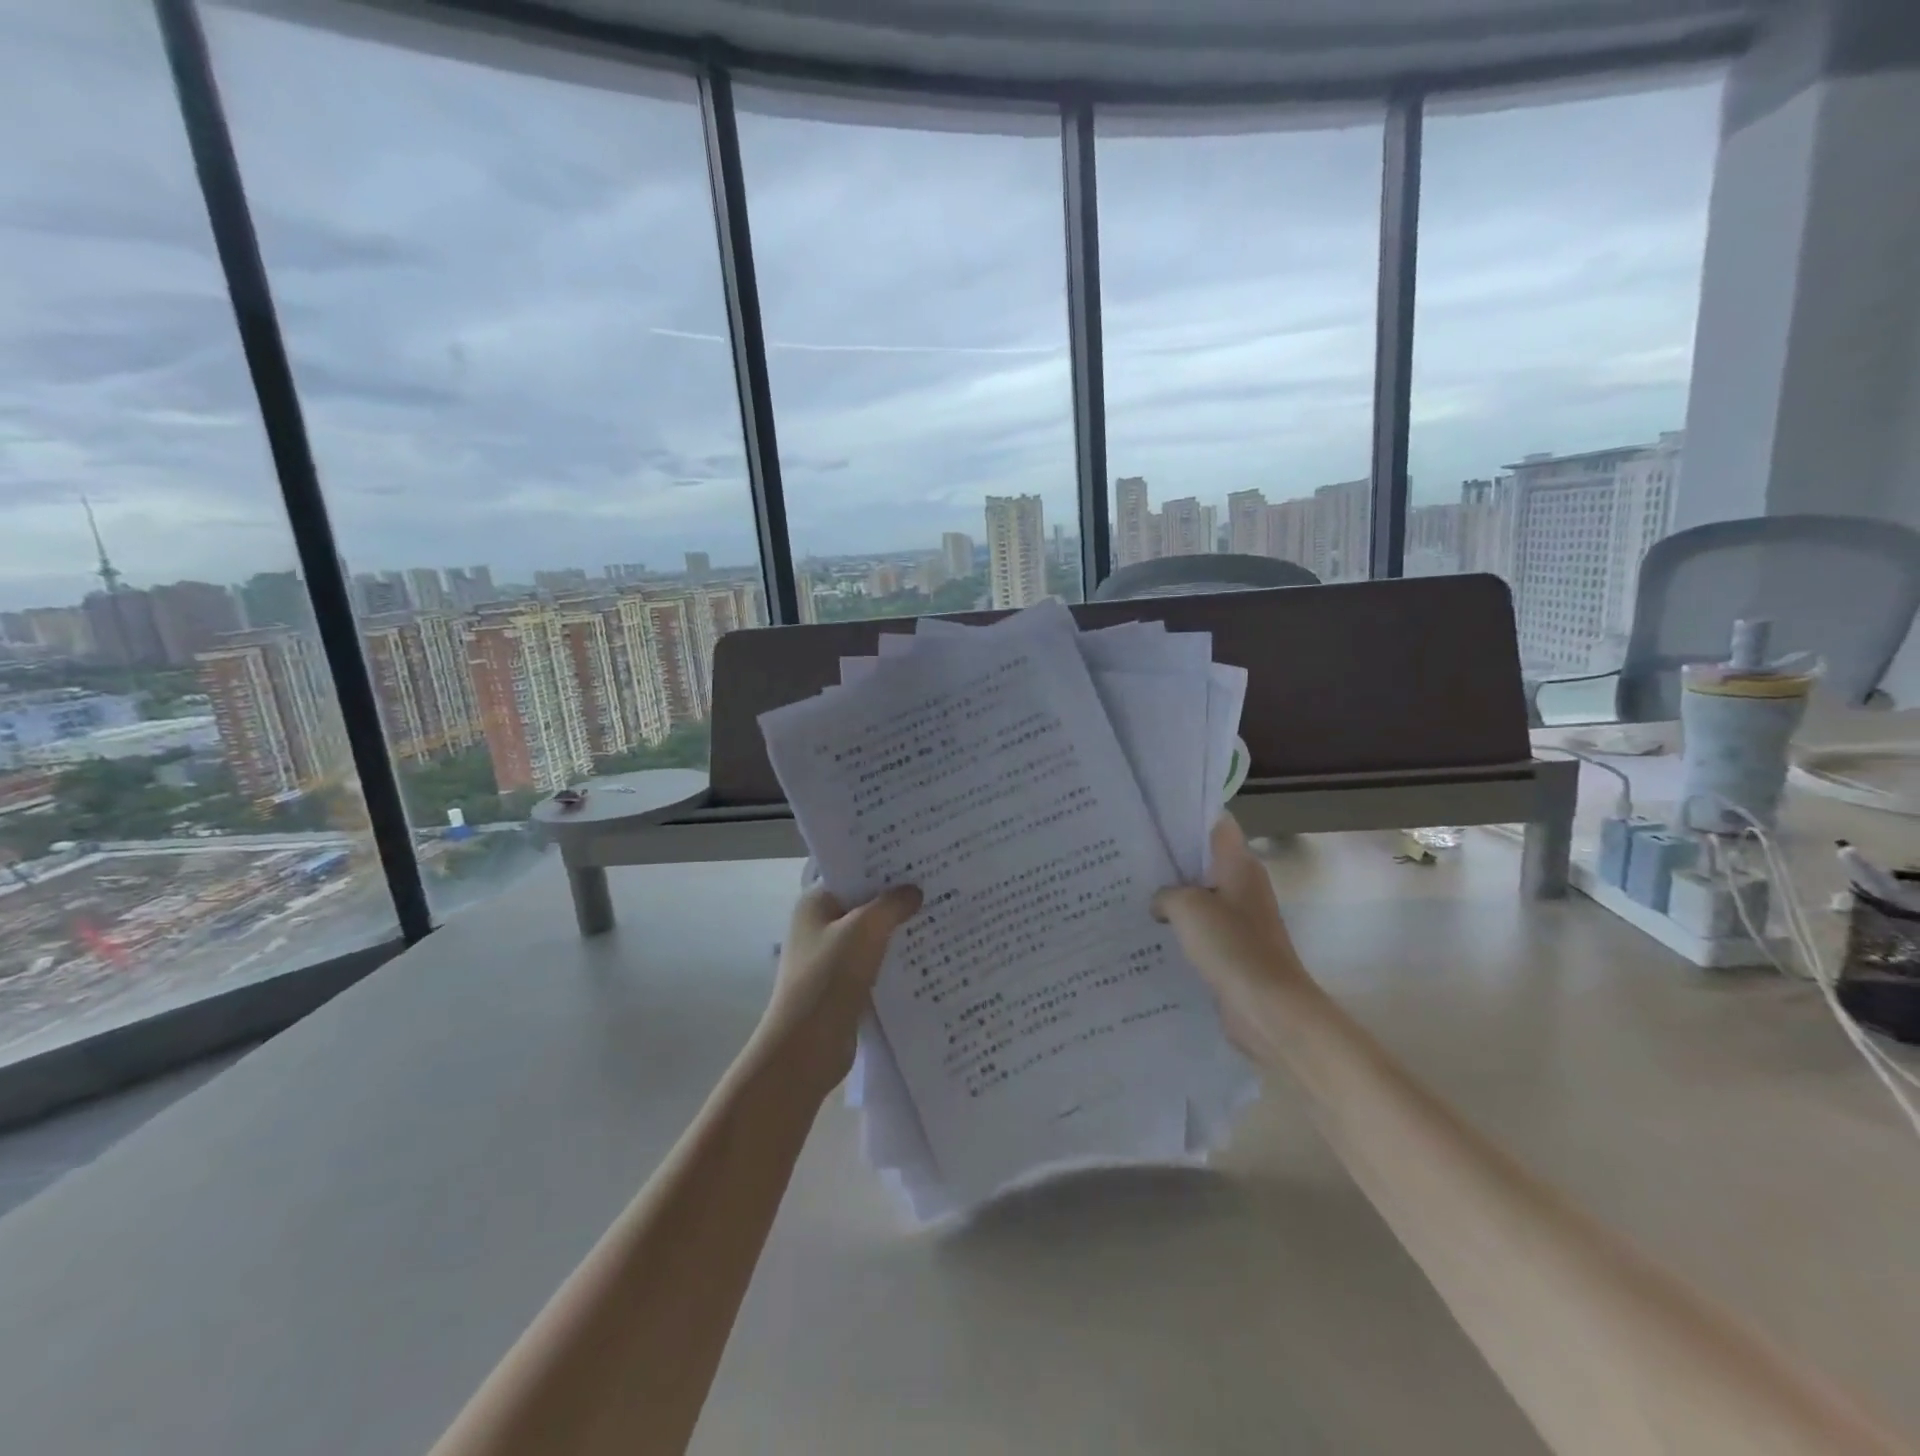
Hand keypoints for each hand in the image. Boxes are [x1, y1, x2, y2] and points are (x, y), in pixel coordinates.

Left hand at [756, 884, 922, 1098]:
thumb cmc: (828, 978)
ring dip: (900, 930)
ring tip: (942, 915)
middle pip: (865, 903)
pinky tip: (929, 954)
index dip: (884, 865)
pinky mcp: (845, 985)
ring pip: (873, 934)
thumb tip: (914, 891)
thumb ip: (892, 905)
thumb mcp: (864, 931)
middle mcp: (821, 926)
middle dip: (898, 897)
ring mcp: (832, 957)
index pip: (853, 873)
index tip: (920, 858)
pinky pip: (877, 962)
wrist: (806, 1048)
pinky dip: (897, 958)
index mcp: (815, 904)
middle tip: (940, 883)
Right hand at [1153, 817, 1314, 1064]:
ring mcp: (1241, 919)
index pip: (1217, 824)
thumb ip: (1166, 893)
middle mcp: (1243, 886)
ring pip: (1201, 896)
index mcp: (1240, 865)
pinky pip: (1202, 929)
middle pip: (1204, 860)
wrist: (1268, 1009)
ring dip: (1173, 896)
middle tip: (1131, 855)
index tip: (1153, 819)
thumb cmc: (1231, 946)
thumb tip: (1161, 903)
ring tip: (1132, 892)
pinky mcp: (1234, 949)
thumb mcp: (1187, 906)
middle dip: (1171, 858)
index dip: (1188, 817)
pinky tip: (1150, 931)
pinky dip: (1180, 928)